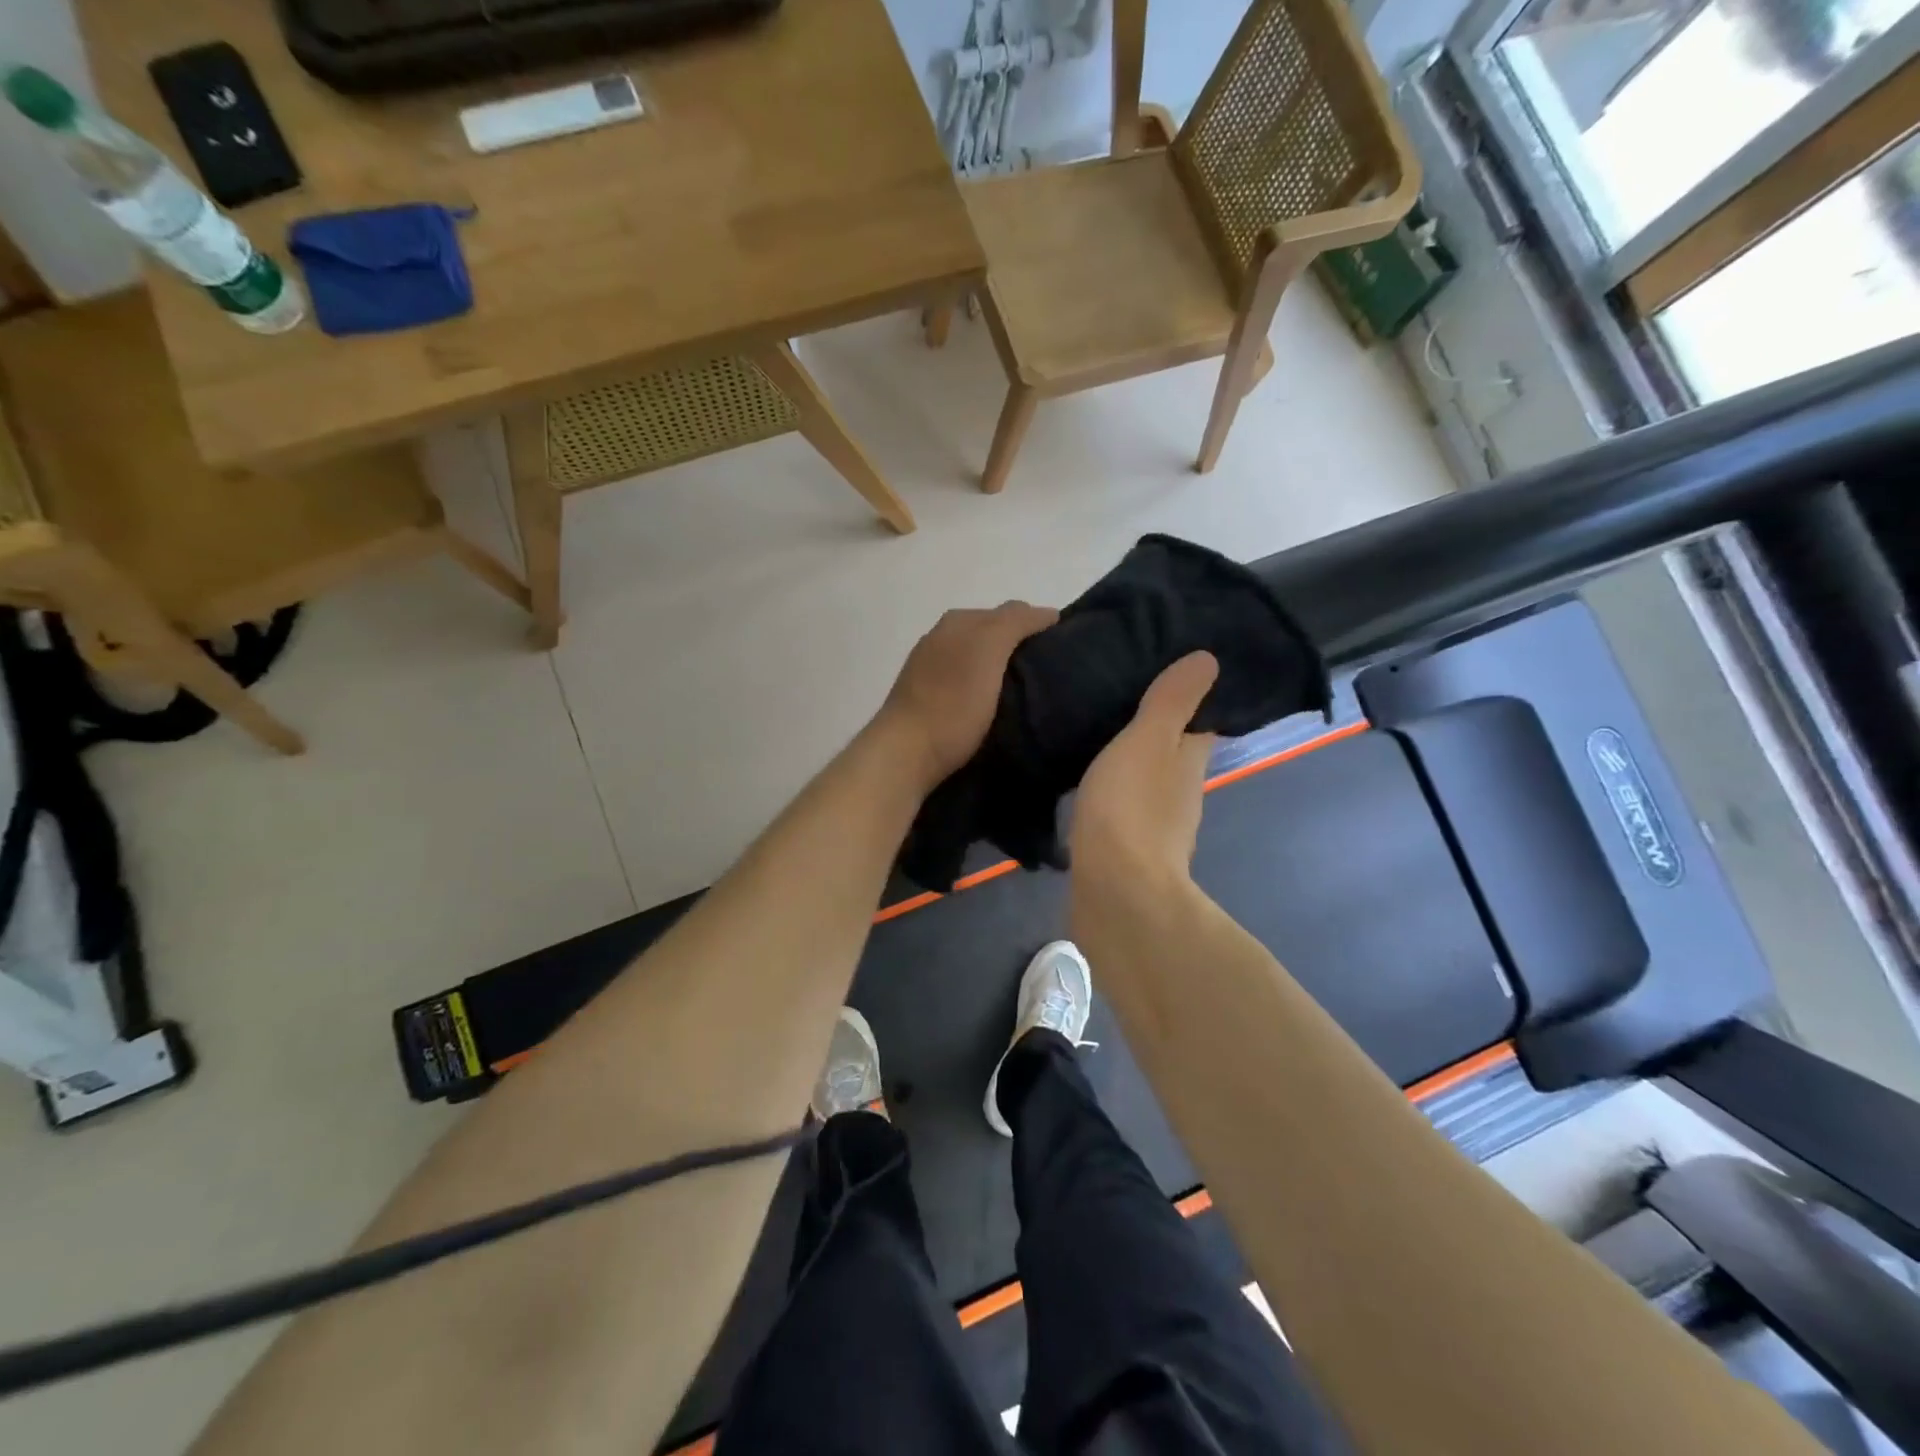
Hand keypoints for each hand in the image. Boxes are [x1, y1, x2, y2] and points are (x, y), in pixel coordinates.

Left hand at [880, 602, 1058, 787]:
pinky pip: (966, 683)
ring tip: (1028, 690)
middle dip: (1020, 645)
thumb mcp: (988, 650)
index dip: (1038, 624)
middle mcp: (941, 638)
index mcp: (957, 622)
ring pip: (978, 659)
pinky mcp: (927, 700)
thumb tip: (1047, 613)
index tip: (1063, 648)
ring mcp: (930, 669)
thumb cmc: (953, 702)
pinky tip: (996, 705)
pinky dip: (985, 687)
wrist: (906, 754)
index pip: (1010, 612)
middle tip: (1049, 670)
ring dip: (1002, 668)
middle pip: (992, 634)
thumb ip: (1015, 623)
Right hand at [1070, 651, 1218, 890]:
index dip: (1188, 699)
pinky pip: (1121, 810)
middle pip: (1172, 753)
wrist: (1115, 891)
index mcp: (1189, 761)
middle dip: (1153, 731)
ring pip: (1146, 783)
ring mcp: (1155, 827)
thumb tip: (1209, 659)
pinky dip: (1112, 795)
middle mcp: (1181, 793)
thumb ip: (1171, 702)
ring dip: (1130, 764)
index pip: (1199, 722)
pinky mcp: (1126, 851)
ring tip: (1094, 737)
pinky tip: (1087, 786)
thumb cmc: (1132, 807)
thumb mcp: (1148, 741)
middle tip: (1116, 699)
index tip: (1162, 674)